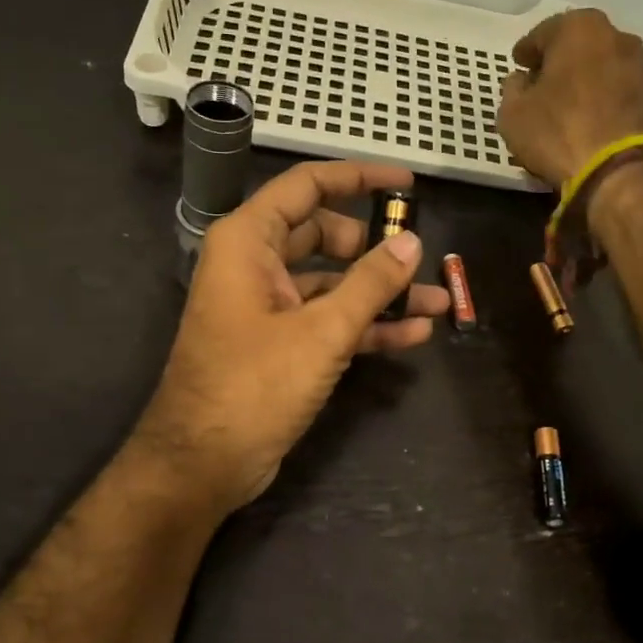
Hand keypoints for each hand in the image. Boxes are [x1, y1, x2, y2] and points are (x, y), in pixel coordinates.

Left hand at [134, 160, 449, 512]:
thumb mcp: (321, 331)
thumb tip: (412, 242)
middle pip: (324, 234)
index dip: (358, 178)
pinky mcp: (280, 345)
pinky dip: (366, 325)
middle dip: (375, 246)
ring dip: (381, 292)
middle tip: (419, 256)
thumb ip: (371, 283)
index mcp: (249, 242)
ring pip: (332, 283)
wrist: (204, 464)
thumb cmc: (254, 385)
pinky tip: (413, 334)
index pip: (308, 187)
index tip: (407, 182)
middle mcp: (255, 265)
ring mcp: (268, 307)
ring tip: (438, 301)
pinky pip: (328, 321)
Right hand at [498, 8, 642, 187]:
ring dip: (580, 75)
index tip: (518, 63)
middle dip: (557, 58)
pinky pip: (613, 85)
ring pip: (598, 63)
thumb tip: (521, 80)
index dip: (527, 50)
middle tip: (539, 78)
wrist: (614, 168)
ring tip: (562, 98)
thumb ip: (512, 88)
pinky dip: (597, 93)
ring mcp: (637, 63)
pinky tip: (584, 111)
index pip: (542, 33)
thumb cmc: (556, 131)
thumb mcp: (512, 113)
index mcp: (578, 27)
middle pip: (576, 43)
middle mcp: (613, 34)